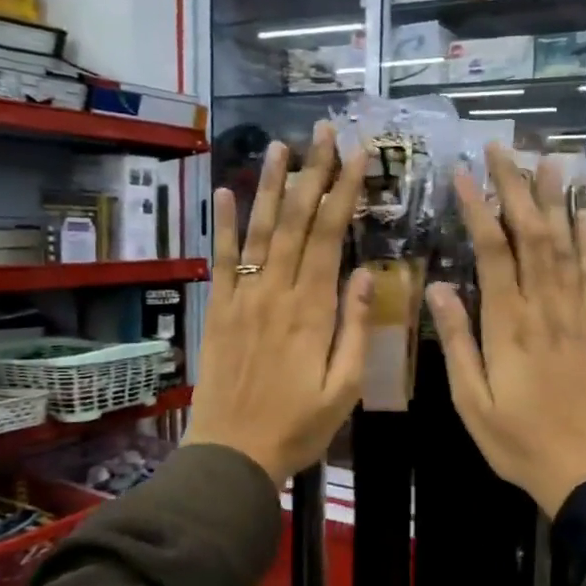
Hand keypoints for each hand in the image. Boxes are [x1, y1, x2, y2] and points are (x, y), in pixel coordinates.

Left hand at [184, 123, 371, 484]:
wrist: (233, 454)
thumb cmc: (297, 426)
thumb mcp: (343, 388)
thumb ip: (356, 329)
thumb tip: (367, 274)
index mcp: (312, 311)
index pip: (330, 237)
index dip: (344, 192)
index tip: (358, 155)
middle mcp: (276, 293)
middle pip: (297, 222)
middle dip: (314, 174)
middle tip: (324, 132)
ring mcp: (243, 298)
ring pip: (260, 231)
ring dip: (271, 186)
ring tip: (282, 145)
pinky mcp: (218, 310)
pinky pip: (221, 260)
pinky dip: (222, 225)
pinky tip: (224, 191)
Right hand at [428, 142, 585, 517]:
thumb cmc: (519, 441)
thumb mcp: (472, 402)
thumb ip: (457, 342)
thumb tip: (438, 288)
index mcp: (508, 326)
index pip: (493, 253)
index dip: (479, 210)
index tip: (464, 175)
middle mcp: (545, 309)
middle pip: (532, 235)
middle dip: (516, 188)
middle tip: (502, 148)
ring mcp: (576, 314)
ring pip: (565, 245)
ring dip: (555, 200)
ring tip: (547, 160)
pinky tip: (583, 212)